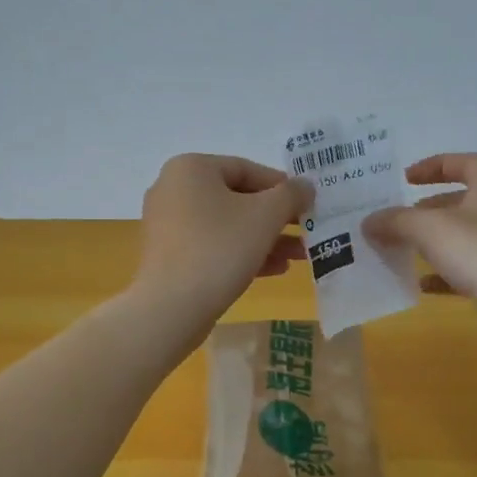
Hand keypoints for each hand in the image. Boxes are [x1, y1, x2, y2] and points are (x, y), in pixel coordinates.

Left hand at [132, 154, 312, 337]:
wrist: (172, 307)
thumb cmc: (220, 248)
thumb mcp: (266, 216)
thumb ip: (291, 195)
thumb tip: (305, 186)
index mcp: (191, 168)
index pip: (247, 169)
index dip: (282, 186)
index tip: (307, 205)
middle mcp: (173, 190)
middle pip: (237, 199)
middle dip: (277, 218)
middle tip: (307, 231)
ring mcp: (168, 225)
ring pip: (227, 226)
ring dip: (266, 239)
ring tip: (299, 255)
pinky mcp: (169, 257)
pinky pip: (212, 247)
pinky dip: (242, 254)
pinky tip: (275, 270)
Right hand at [364, 153, 476, 348]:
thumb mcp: (429, 228)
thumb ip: (396, 221)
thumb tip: (369, 221)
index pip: (465, 163)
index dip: (435, 165)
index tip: (406, 178)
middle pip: (461, 202)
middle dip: (428, 208)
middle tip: (400, 218)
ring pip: (461, 238)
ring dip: (432, 241)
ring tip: (402, 248)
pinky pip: (464, 271)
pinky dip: (441, 275)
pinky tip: (419, 284)